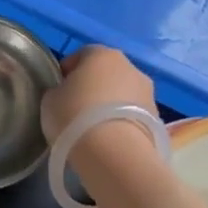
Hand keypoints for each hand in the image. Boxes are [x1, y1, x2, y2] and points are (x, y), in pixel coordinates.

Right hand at [42, 46, 157, 142]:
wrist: (114, 154)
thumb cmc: (74, 117)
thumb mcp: (50, 100)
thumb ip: (59, 91)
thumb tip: (67, 94)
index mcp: (102, 54)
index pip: (81, 55)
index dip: (68, 72)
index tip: (60, 92)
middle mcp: (130, 66)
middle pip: (106, 73)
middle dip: (93, 88)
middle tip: (77, 111)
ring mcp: (148, 92)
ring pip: (123, 94)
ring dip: (111, 106)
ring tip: (96, 130)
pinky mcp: (158, 118)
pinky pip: (133, 115)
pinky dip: (123, 123)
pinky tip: (111, 141)